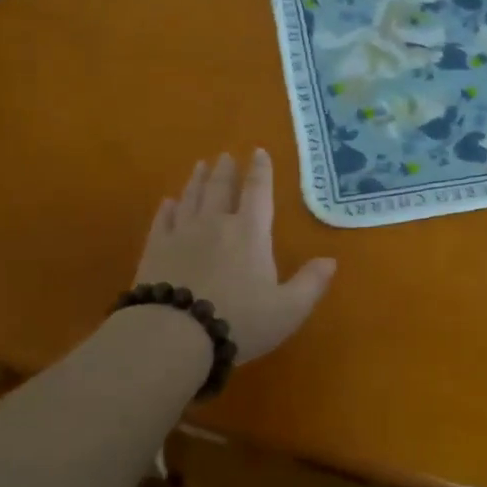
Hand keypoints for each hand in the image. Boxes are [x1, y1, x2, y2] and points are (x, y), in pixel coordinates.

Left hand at [135, 149, 336, 363]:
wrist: (176, 334)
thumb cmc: (239, 321)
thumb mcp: (288, 309)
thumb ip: (310, 283)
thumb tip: (331, 260)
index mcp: (250, 233)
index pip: (258, 192)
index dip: (261, 171)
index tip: (259, 152)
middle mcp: (215, 224)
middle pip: (221, 188)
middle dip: (225, 170)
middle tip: (225, 155)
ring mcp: (181, 234)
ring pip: (191, 198)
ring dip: (197, 180)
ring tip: (200, 166)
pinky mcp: (155, 249)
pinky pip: (163, 220)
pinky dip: (168, 208)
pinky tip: (168, 202)